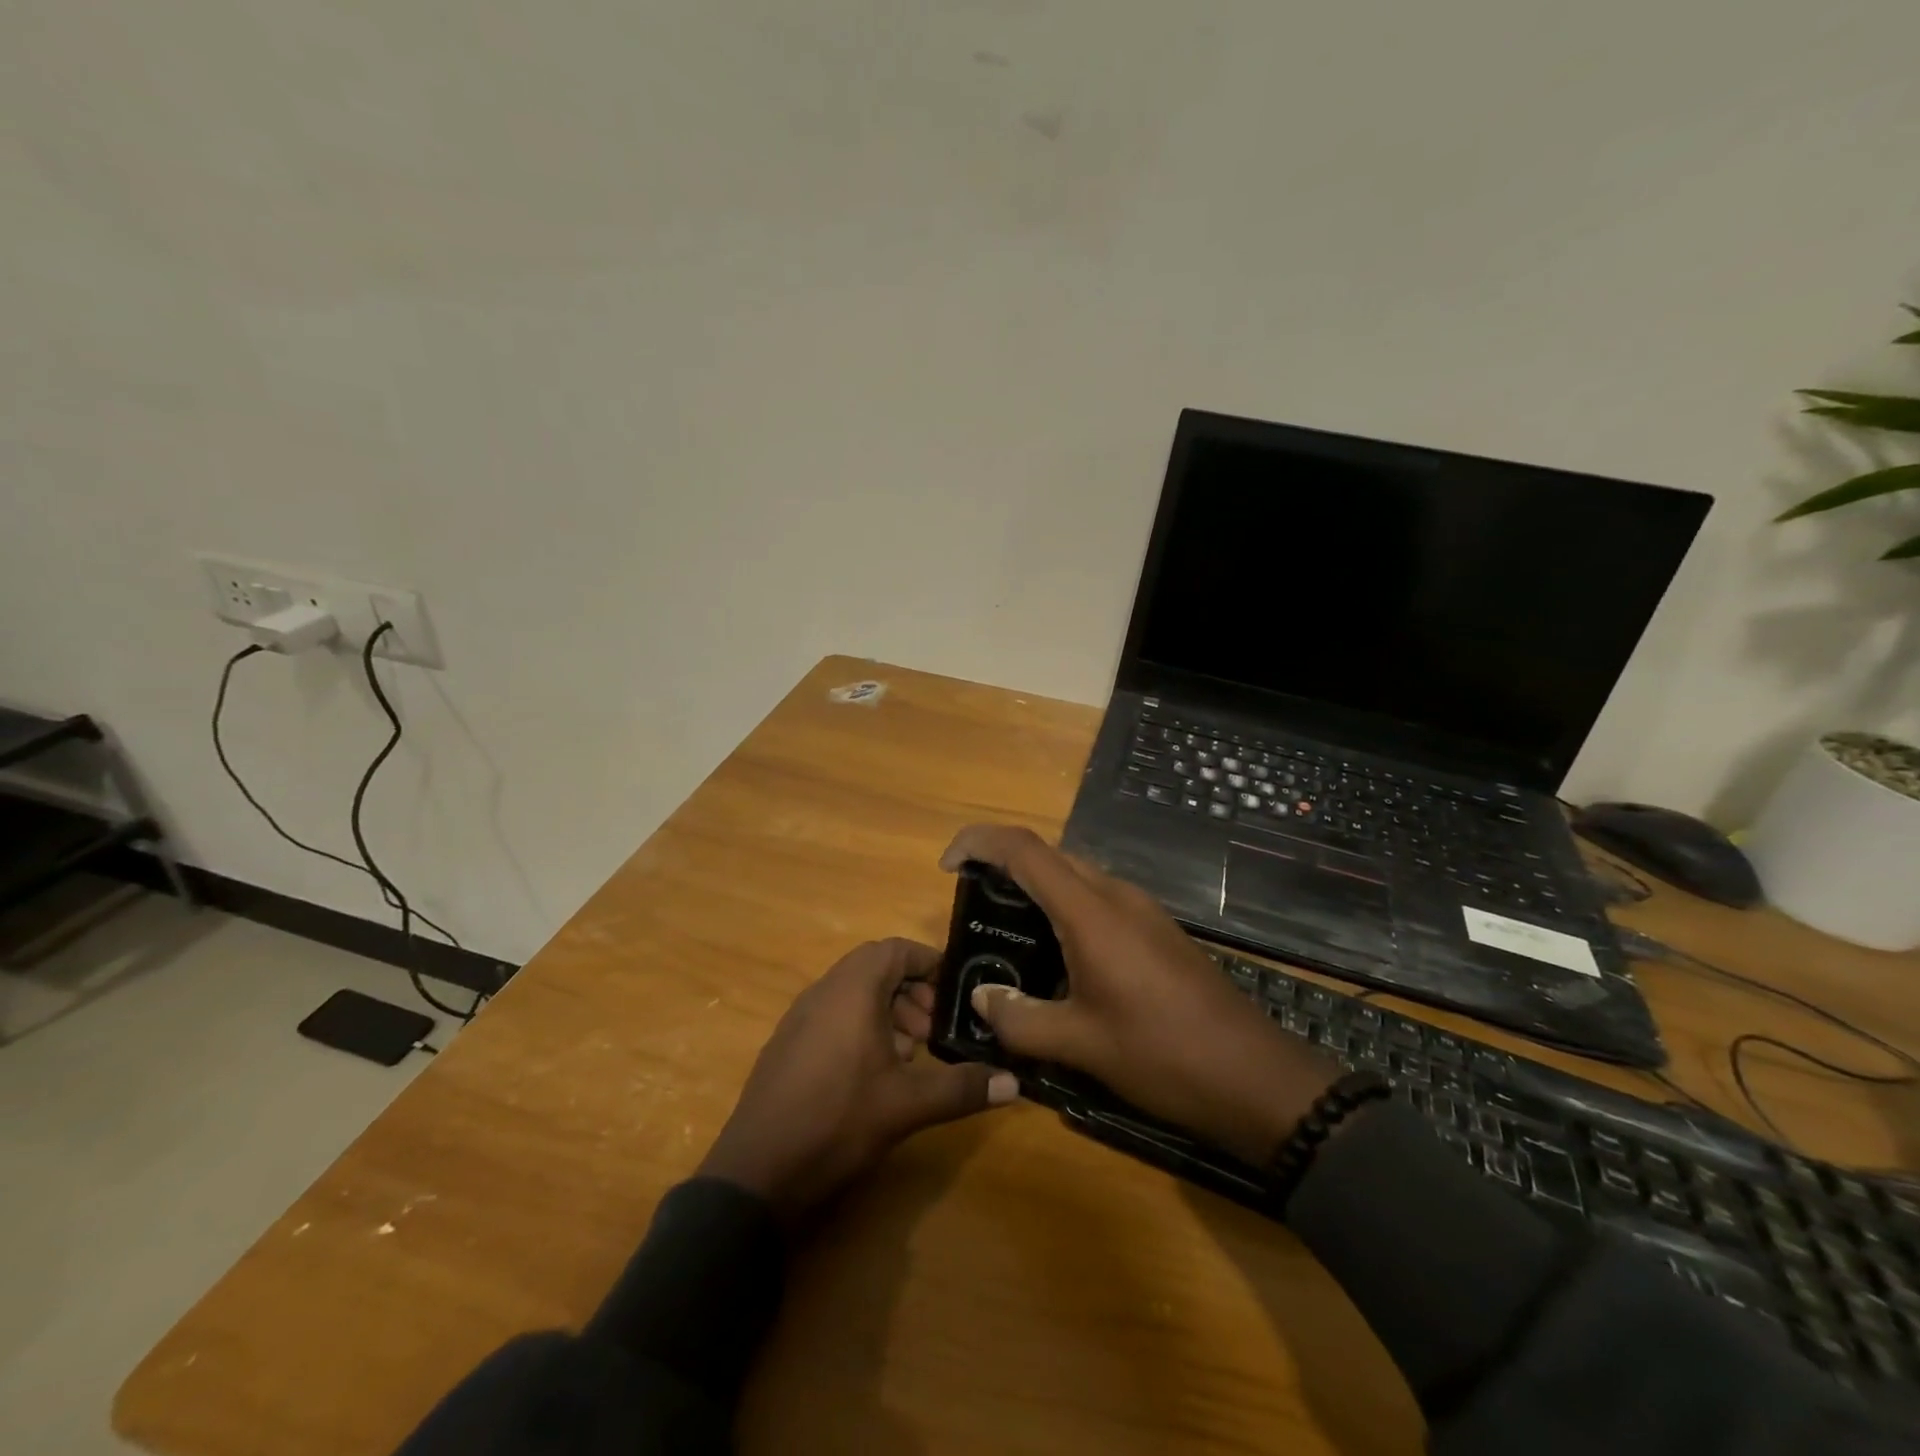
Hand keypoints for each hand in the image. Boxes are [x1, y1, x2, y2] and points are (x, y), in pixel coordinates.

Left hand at [699, 938, 1017, 1219]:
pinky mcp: (788, 1044)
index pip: (896, 949)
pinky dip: (862, 1028)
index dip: (929, 962)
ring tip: (910, 1055)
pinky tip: (875, 1074)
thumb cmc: (836, 1122)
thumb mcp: (907, 1106)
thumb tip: (1016, 1084)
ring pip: (854, 993)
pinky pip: (834, 1015)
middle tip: (934, 1030)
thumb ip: (962, 1089)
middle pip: (876, 968)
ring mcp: (800, 1017)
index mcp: (852, 989)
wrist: (756, 1172)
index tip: (956, 991)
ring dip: (888, 1011)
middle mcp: (824, 991)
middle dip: (912, 992)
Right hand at [940, 825, 1341, 1163]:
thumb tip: (982, 998)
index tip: (948, 865)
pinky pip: (1098, 900)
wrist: (1255, 1078)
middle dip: (1003, 865)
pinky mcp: (1157, 930)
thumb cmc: (1162, 1055)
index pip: (1024, 849)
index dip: (979, 842)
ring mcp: (1142, 910)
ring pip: (1075, 876)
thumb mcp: (1080, 1045)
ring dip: (1035, 888)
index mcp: (1091, 911)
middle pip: (1049, 856)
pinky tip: (1056, 957)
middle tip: (971, 905)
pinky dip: (1063, 909)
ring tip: (1005, 932)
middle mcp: (1116, 895)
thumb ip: (1019, 1019)